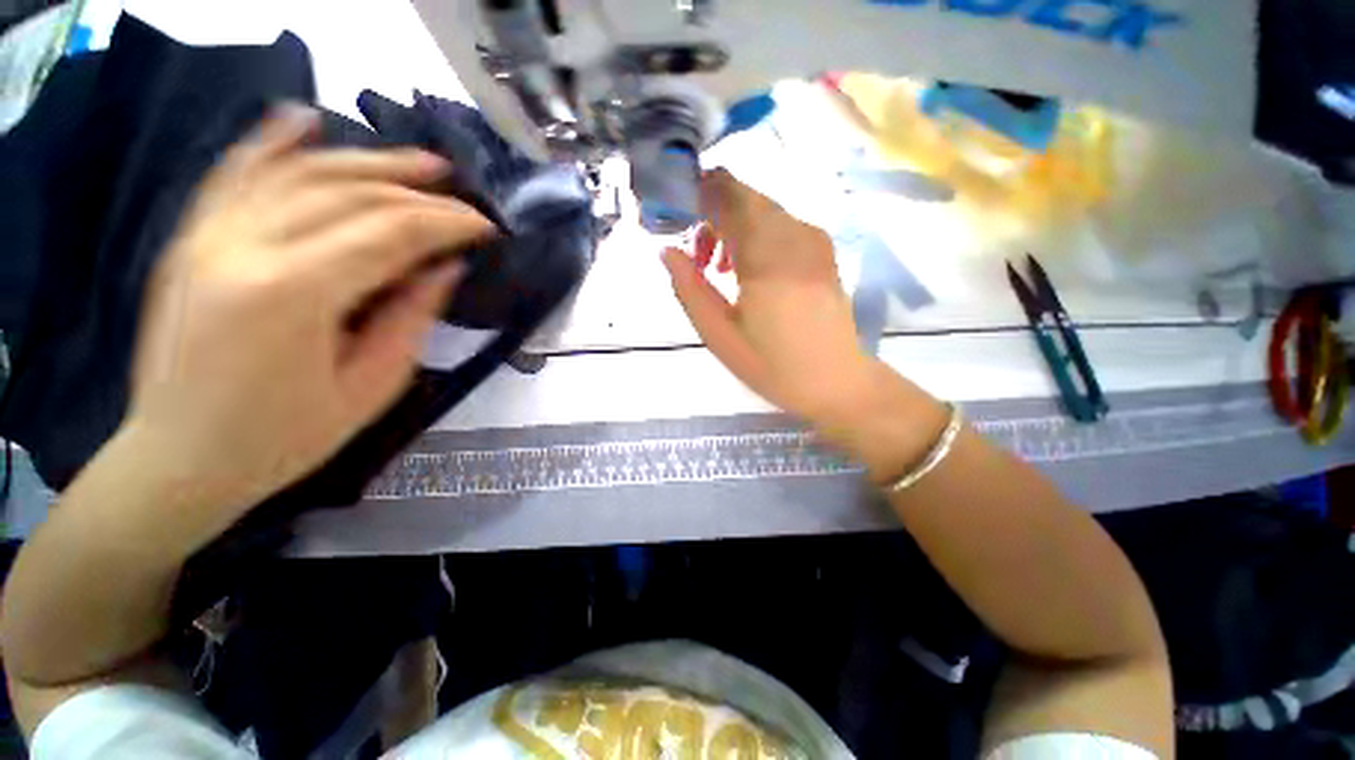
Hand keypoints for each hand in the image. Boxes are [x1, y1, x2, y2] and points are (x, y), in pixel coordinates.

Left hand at [125, 105, 493, 511]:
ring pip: (298, 174)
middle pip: (347, 194)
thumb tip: (445, 267)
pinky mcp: (190, 241)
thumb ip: (411, 317)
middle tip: (462, 195)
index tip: (485, 226)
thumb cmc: (284, 438)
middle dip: (416, 191)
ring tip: (417, 162)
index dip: (446, 223)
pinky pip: (234, 175)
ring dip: (364, 160)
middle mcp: (244, 247)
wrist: (179, 459)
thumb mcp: (371, 386)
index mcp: (293, 294)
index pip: (389, 233)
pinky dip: (271, 142)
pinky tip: (303, 118)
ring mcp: (208, 237)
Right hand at [662, 170, 874, 425]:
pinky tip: (746, 270)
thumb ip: (689, 288)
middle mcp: (793, 234)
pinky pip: (780, 225)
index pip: (725, 195)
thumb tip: (667, 251)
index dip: (694, 195)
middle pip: (742, 196)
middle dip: (710, 214)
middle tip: (695, 257)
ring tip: (715, 269)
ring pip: (761, 209)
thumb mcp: (719, 334)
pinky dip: (754, 235)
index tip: (673, 218)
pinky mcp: (821, 251)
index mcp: (765, 255)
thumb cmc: (773, 365)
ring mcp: (813, 240)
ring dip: (731, 226)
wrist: (836, 382)